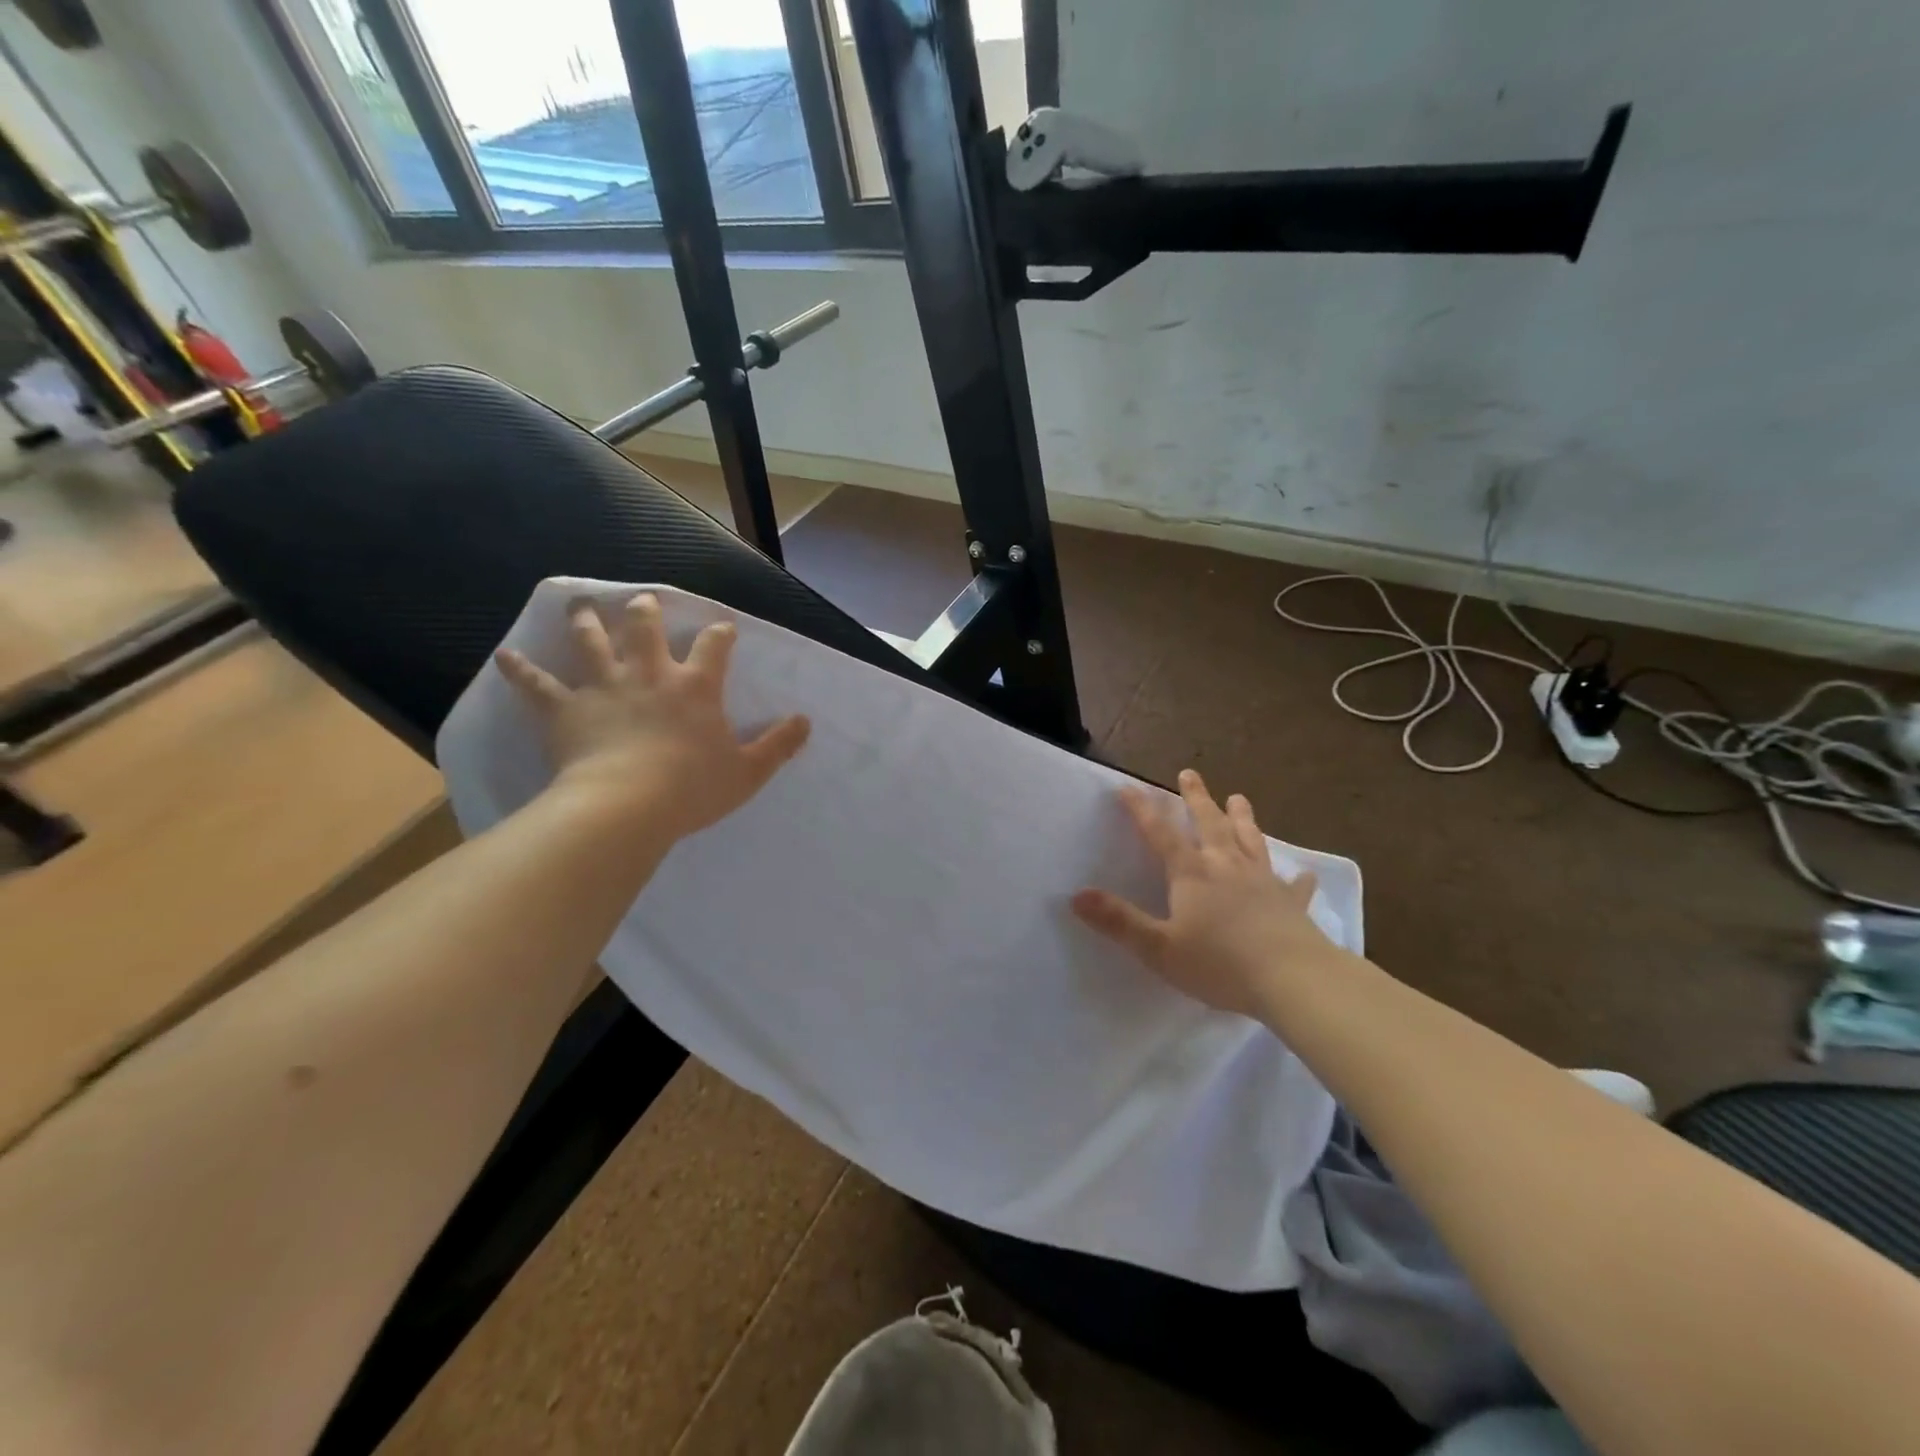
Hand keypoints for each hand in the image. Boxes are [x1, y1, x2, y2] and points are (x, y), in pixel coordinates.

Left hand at [496, 593, 810, 840]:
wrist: (627, 806)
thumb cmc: (693, 788)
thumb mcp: (748, 771)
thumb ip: (778, 745)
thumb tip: (806, 722)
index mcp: (696, 686)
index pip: (714, 646)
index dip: (720, 634)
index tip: (723, 628)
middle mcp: (649, 674)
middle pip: (645, 628)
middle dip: (646, 611)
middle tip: (642, 601)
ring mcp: (603, 687)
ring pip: (592, 641)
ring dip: (586, 621)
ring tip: (580, 604)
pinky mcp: (566, 708)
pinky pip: (537, 684)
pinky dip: (520, 669)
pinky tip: (505, 655)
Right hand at [1072, 769, 1340, 1017]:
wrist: (1292, 980)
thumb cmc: (1219, 964)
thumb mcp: (1158, 948)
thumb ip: (1119, 921)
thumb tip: (1077, 895)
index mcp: (1192, 873)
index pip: (1160, 833)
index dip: (1142, 810)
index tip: (1128, 787)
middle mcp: (1227, 866)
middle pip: (1209, 823)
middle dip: (1196, 798)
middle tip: (1189, 773)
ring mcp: (1263, 881)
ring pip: (1250, 840)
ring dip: (1243, 818)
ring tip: (1239, 797)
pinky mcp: (1291, 904)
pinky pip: (1294, 885)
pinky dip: (1297, 878)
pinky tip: (1304, 874)